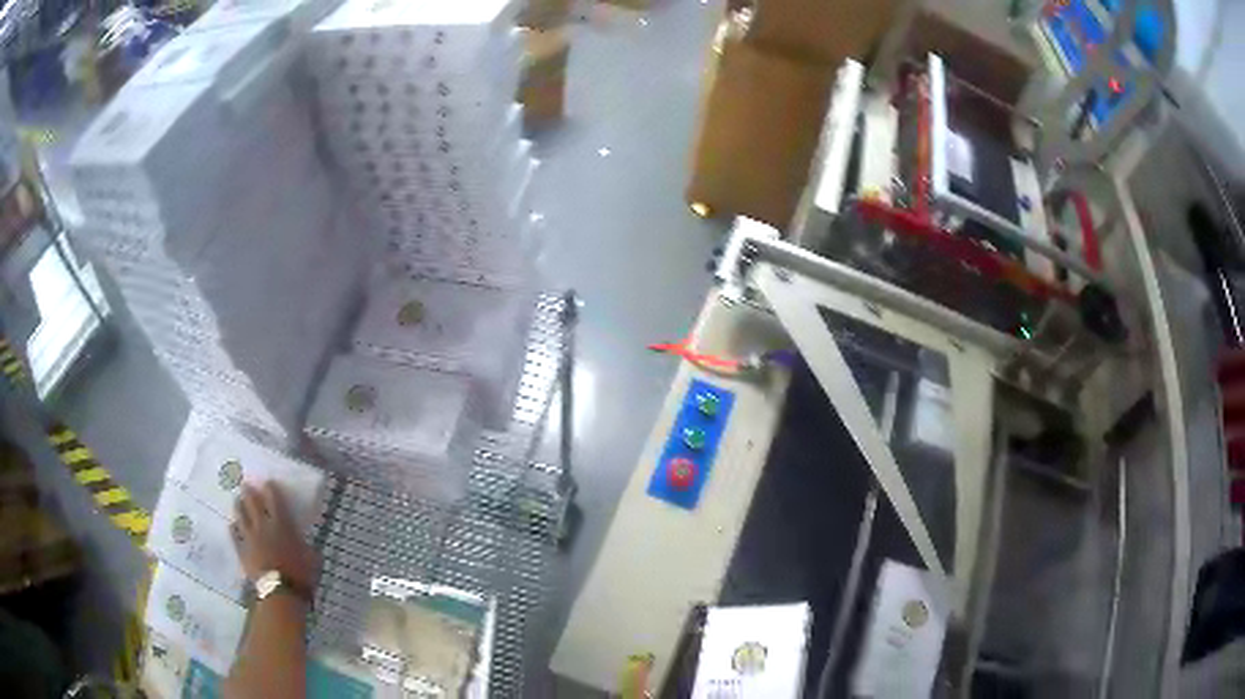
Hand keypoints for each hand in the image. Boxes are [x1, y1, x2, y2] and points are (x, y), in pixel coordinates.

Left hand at [230, 482, 317, 593]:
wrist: (281, 593)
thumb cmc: (301, 575)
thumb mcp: (313, 559)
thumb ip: (307, 547)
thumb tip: (307, 544)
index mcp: (282, 524)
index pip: (274, 499)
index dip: (270, 489)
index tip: (268, 483)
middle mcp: (263, 526)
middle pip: (252, 503)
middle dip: (249, 492)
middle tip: (245, 485)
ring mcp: (249, 538)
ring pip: (240, 516)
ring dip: (239, 507)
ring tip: (237, 501)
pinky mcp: (242, 551)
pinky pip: (234, 536)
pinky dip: (233, 529)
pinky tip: (232, 526)